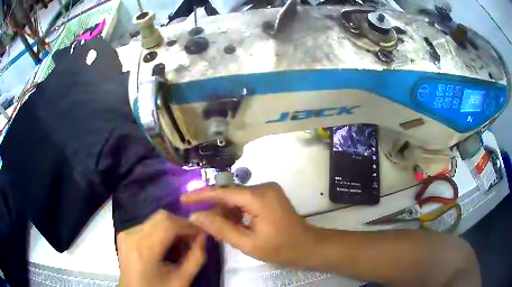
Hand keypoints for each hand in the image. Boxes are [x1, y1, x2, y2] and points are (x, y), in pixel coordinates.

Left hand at [117, 210, 205, 286]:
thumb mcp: (183, 279)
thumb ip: (197, 257)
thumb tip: (204, 235)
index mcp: (144, 250)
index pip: (169, 224)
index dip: (188, 226)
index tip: (202, 233)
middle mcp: (131, 236)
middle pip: (161, 218)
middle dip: (181, 226)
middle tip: (192, 241)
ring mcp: (125, 234)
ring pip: (155, 220)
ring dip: (171, 230)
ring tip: (178, 248)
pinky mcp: (124, 235)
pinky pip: (146, 226)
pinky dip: (160, 233)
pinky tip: (164, 248)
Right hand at [181, 182, 314, 265]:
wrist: (307, 246)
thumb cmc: (279, 248)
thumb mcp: (247, 243)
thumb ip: (220, 228)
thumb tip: (195, 216)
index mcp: (258, 197)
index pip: (223, 192)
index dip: (201, 195)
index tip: (182, 199)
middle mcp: (263, 187)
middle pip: (229, 194)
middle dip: (212, 207)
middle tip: (197, 220)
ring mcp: (267, 190)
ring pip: (236, 198)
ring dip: (224, 212)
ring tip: (213, 227)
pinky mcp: (269, 196)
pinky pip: (245, 200)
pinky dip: (235, 212)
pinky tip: (229, 225)